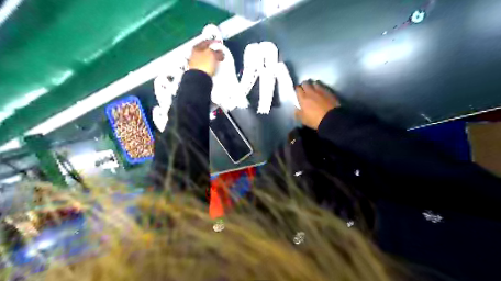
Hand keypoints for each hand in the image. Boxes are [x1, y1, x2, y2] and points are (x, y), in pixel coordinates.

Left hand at [189, 40, 223, 75]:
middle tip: (219, 52)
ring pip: (205, 58)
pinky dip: (209, 65)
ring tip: (217, 61)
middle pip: (204, 50)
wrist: (198, 79)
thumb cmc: (205, 64)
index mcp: (197, 48)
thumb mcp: (213, 55)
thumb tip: (220, 52)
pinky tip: (213, 68)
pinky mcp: (197, 72)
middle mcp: (194, 54)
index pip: (206, 42)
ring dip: (211, 59)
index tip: (220, 43)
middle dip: (212, 51)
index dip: (214, 42)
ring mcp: (194, 64)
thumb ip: (217, 52)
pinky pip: (205, 66)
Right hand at [294, 80, 337, 129]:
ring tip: (314, 90)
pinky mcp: (329, 92)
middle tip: (305, 90)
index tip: (297, 92)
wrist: (331, 119)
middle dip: (304, 85)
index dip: (297, 89)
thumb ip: (298, 113)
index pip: (298, 89)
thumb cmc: (315, 120)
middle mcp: (311, 92)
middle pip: (305, 83)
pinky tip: (321, 93)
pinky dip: (321, 88)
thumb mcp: (303, 120)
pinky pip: (323, 87)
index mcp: (303, 98)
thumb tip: (296, 108)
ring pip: (315, 83)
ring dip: (313, 86)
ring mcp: (321, 91)